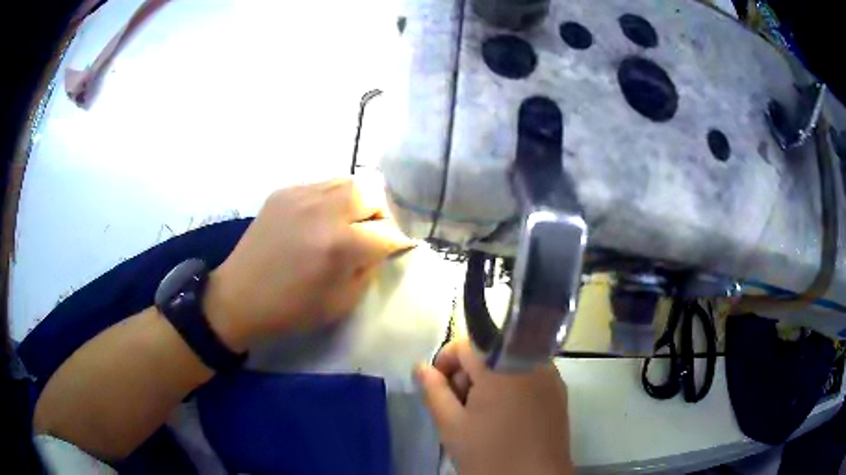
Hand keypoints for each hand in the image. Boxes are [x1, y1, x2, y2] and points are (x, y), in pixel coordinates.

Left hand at [205, 178, 413, 351]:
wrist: (240, 296)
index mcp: (340, 244)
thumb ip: (369, 269)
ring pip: (348, 181)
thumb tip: (381, 248)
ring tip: (347, 224)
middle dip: (380, 214)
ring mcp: (301, 195)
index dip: (398, 243)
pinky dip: (332, 200)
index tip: (395, 251)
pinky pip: (322, 185)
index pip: (388, 232)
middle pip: (372, 192)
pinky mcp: (284, 191)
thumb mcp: (342, 302)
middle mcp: (324, 210)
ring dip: (357, 203)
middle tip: (371, 234)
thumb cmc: (292, 309)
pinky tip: (320, 221)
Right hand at [415, 339, 572, 474]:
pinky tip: (504, 417)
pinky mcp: (559, 391)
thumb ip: (433, 391)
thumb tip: (421, 367)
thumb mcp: (451, 425)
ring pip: (509, 364)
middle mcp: (531, 361)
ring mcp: (550, 375)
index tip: (439, 387)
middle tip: (459, 408)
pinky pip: (528, 376)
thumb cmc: (490, 454)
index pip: (467, 343)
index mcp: (502, 366)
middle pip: (489, 352)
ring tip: (481, 416)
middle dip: (468, 375)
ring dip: (489, 382)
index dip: (447, 361)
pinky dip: (511, 388)